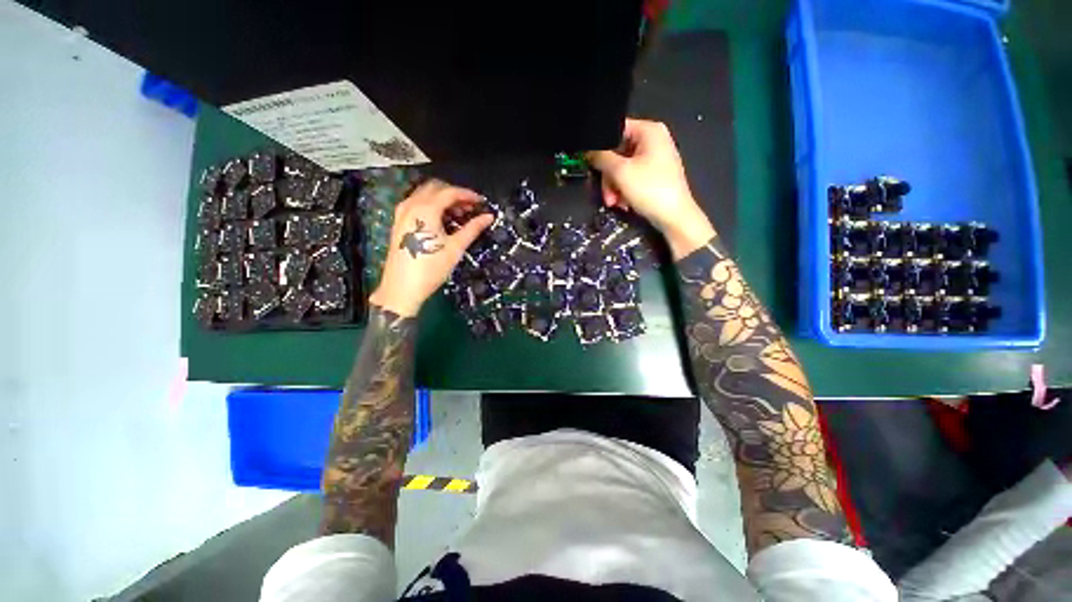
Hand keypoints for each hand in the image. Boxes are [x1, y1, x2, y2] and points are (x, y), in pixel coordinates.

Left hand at [369, 180, 493, 316]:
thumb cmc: (431, 268)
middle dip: (455, 194)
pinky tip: (443, 220)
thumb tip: (489, 217)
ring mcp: (402, 213)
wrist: (402, 288)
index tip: (481, 202)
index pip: (449, 192)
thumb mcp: (455, 248)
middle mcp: (411, 205)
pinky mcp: (399, 223)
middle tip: (471, 208)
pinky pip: (417, 204)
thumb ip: (472, 228)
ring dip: (443, 200)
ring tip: (459, 215)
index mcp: (425, 209)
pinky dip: (432, 206)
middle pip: (435, 188)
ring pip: (425, 195)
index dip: (467, 195)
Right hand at [588, 118, 715, 258]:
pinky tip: (624, 203)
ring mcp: (655, 158)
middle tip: (606, 194)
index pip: (616, 129)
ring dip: (614, 187)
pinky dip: (624, 190)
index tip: (590, 163)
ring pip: (622, 168)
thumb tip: (589, 150)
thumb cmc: (649, 189)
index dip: (600, 146)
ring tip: (614, 202)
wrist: (674, 217)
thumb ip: (601, 158)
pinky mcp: (654, 175)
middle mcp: (653, 140)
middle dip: (609, 176)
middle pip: (618, 153)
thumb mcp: (620, 172)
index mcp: (649, 131)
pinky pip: (631, 177)